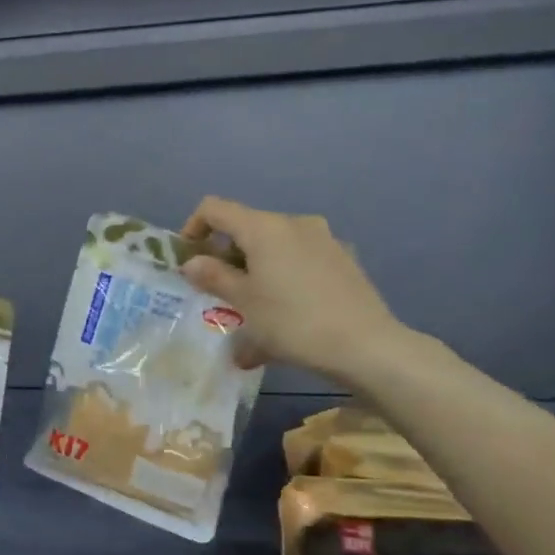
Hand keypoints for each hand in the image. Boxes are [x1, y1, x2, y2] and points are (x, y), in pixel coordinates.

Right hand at [180, 197, 410, 385]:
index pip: (215, 208)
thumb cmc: (292, 322)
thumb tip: (192, 262)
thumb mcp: (243, 302)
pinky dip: (283, 277)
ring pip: (275, 246)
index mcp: (264, 227)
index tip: (189, 258)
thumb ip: (213, 276)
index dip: (194, 227)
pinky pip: (299, 260)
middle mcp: (294, 223)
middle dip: (226, 254)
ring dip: (255, 269)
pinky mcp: (343, 258)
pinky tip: (286, 312)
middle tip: (218, 291)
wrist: (365, 345)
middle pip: (247, 227)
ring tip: (252, 309)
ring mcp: (324, 239)